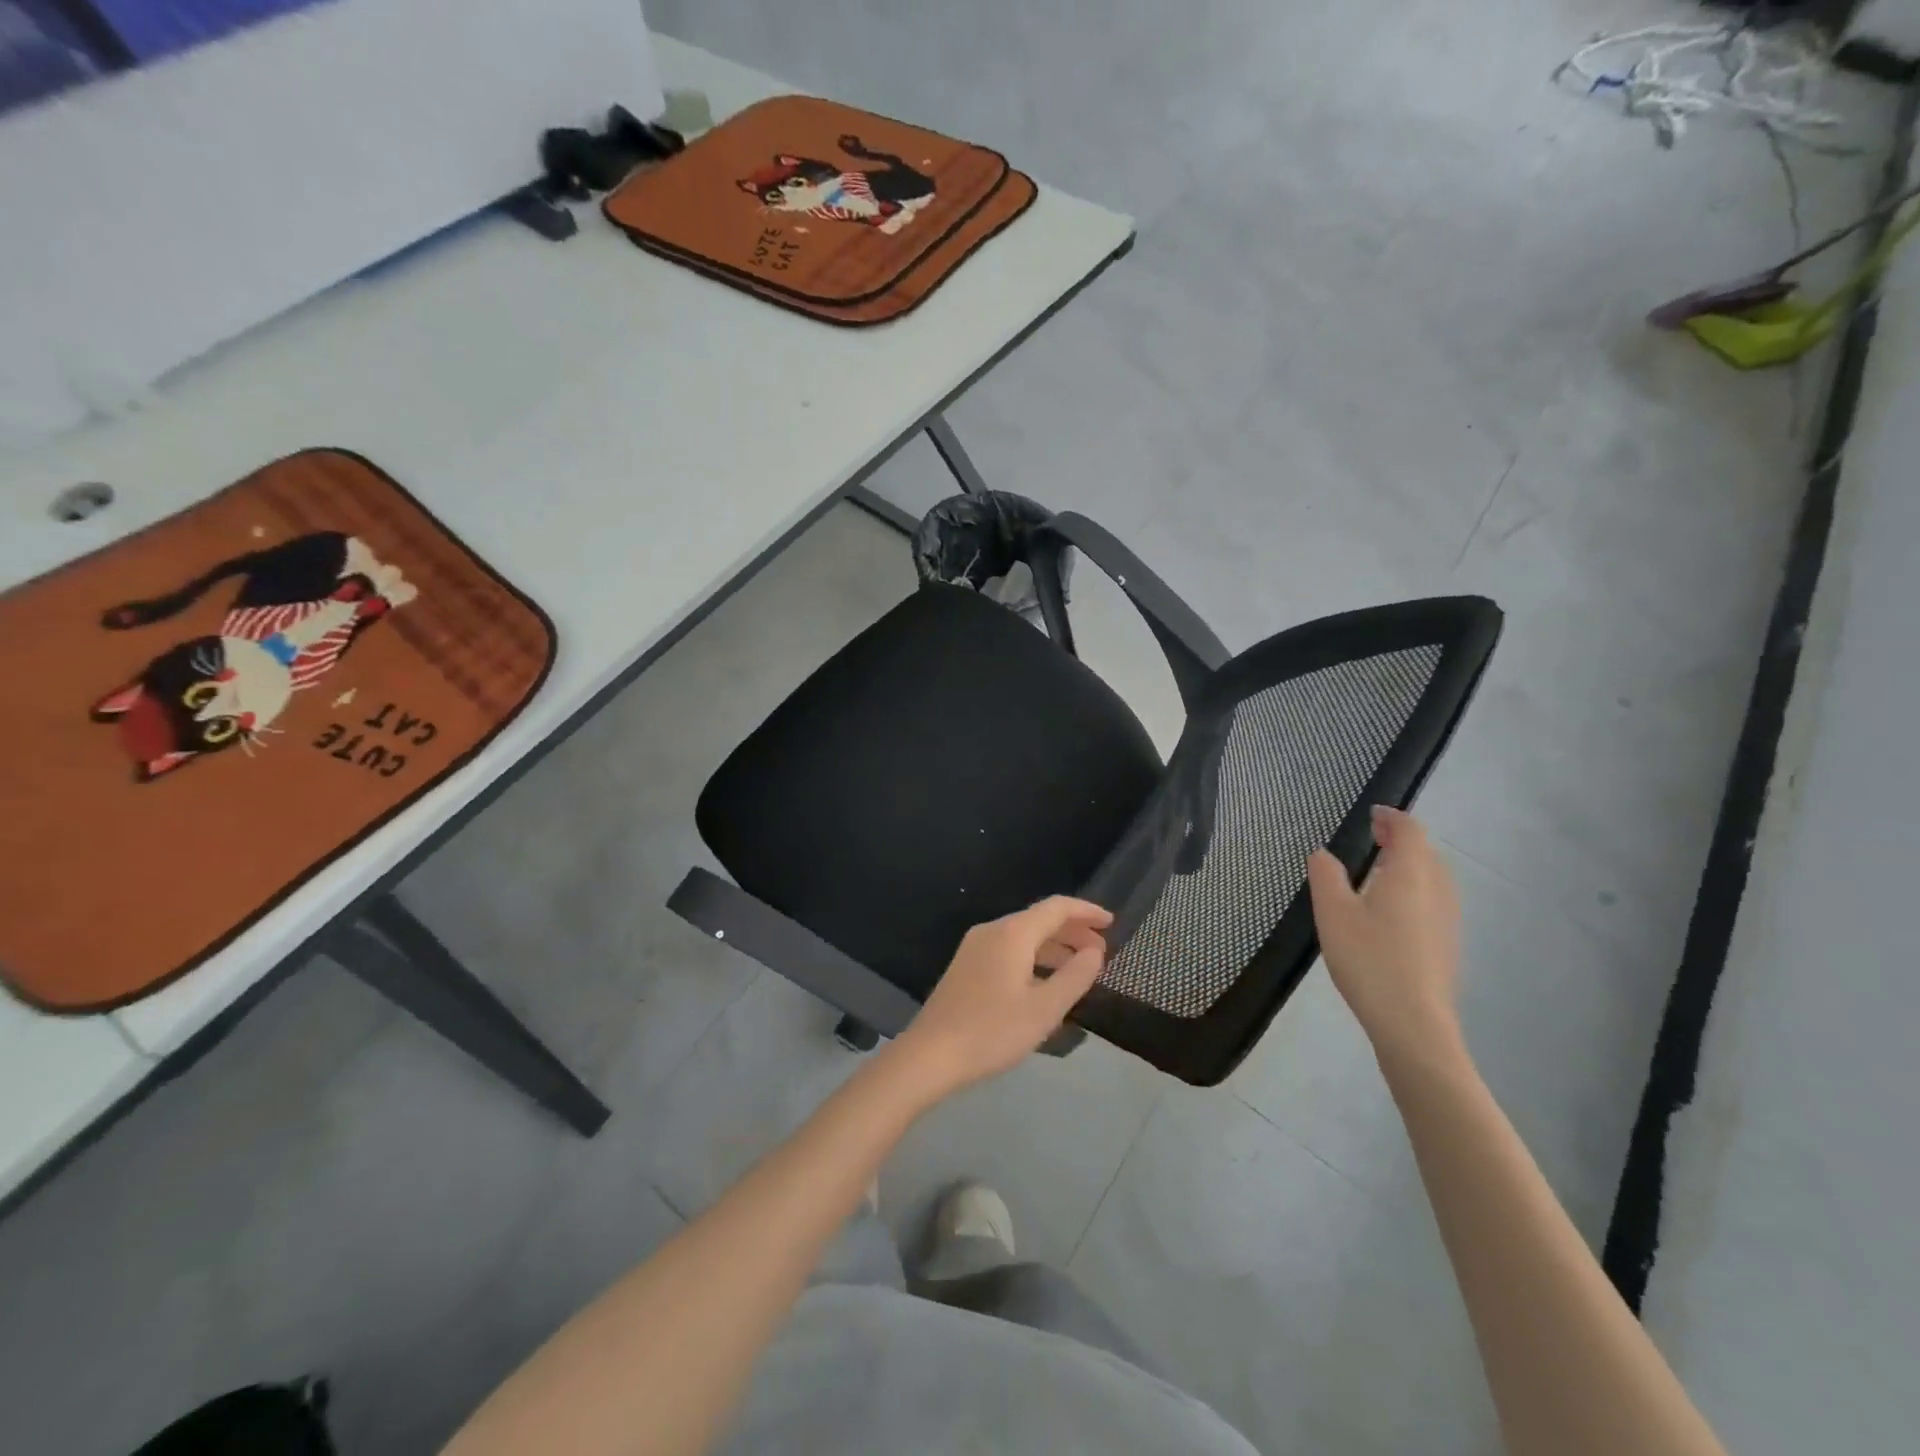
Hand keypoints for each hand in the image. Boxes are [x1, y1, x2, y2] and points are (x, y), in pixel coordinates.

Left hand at [893, 896, 1112, 1096]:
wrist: (930, 1055)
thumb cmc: (992, 1031)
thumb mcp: (1044, 1009)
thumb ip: (1075, 976)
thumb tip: (1094, 951)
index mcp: (1012, 933)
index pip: (1056, 908)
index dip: (1086, 911)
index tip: (1111, 923)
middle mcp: (992, 931)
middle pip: (1039, 919)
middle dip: (1072, 931)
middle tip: (1101, 952)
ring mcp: (975, 948)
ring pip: (1023, 936)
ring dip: (1054, 947)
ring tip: (1080, 968)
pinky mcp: (967, 967)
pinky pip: (1009, 950)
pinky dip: (1034, 958)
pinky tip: (1045, 983)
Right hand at [1306, 807, 1462, 1059]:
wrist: (1414, 1023)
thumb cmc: (1369, 960)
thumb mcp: (1332, 913)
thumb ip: (1326, 876)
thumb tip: (1323, 853)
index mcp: (1411, 873)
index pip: (1409, 830)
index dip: (1391, 817)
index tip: (1372, 814)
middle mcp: (1437, 889)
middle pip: (1426, 851)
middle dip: (1400, 839)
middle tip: (1371, 837)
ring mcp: (1448, 918)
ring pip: (1433, 876)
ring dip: (1408, 864)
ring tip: (1377, 869)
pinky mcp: (1447, 942)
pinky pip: (1433, 899)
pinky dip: (1414, 888)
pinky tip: (1389, 909)